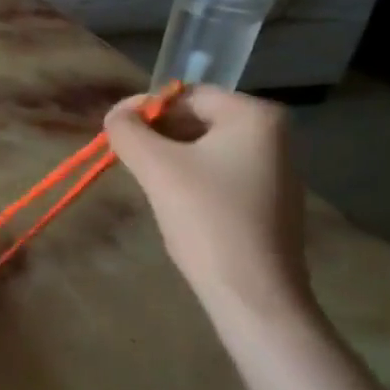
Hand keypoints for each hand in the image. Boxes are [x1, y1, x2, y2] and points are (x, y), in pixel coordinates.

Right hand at [105, 87, 312, 320]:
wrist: (253, 295)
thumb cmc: (208, 221)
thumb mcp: (158, 169)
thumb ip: (129, 132)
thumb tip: (116, 114)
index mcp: (255, 116)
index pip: (187, 95)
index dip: (145, 110)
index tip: (115, 136)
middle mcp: (273, 135)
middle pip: (197, 120)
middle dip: (158, 137)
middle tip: (128, 163)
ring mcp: (274, 169)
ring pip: (205, 149)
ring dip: (170, 160)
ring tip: (149, 186)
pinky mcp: (267, 200)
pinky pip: (219, 174)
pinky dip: (190, 181)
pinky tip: (176, 206)